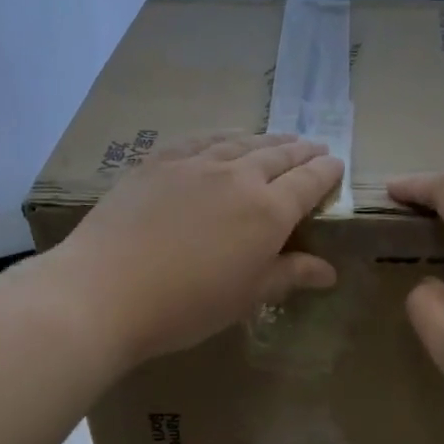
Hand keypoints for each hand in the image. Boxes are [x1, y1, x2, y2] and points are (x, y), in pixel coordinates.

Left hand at [53, 133, 343, 363]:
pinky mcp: (158, 163)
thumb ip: (289, 275)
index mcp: (268, 212)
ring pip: (241, 142)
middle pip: (278, 156)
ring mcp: (196, 164)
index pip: (307, 183)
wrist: (107, 290)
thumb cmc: (187, 305)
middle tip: (314, 146)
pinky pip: (200, 141)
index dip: (325, 172)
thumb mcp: (247, 297)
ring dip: (266, 139)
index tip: (336, 164)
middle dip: (300, 151)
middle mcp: (238, 177)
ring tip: (278, 140)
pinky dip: (222, 138)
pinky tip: (223, 140)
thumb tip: (328, 272)